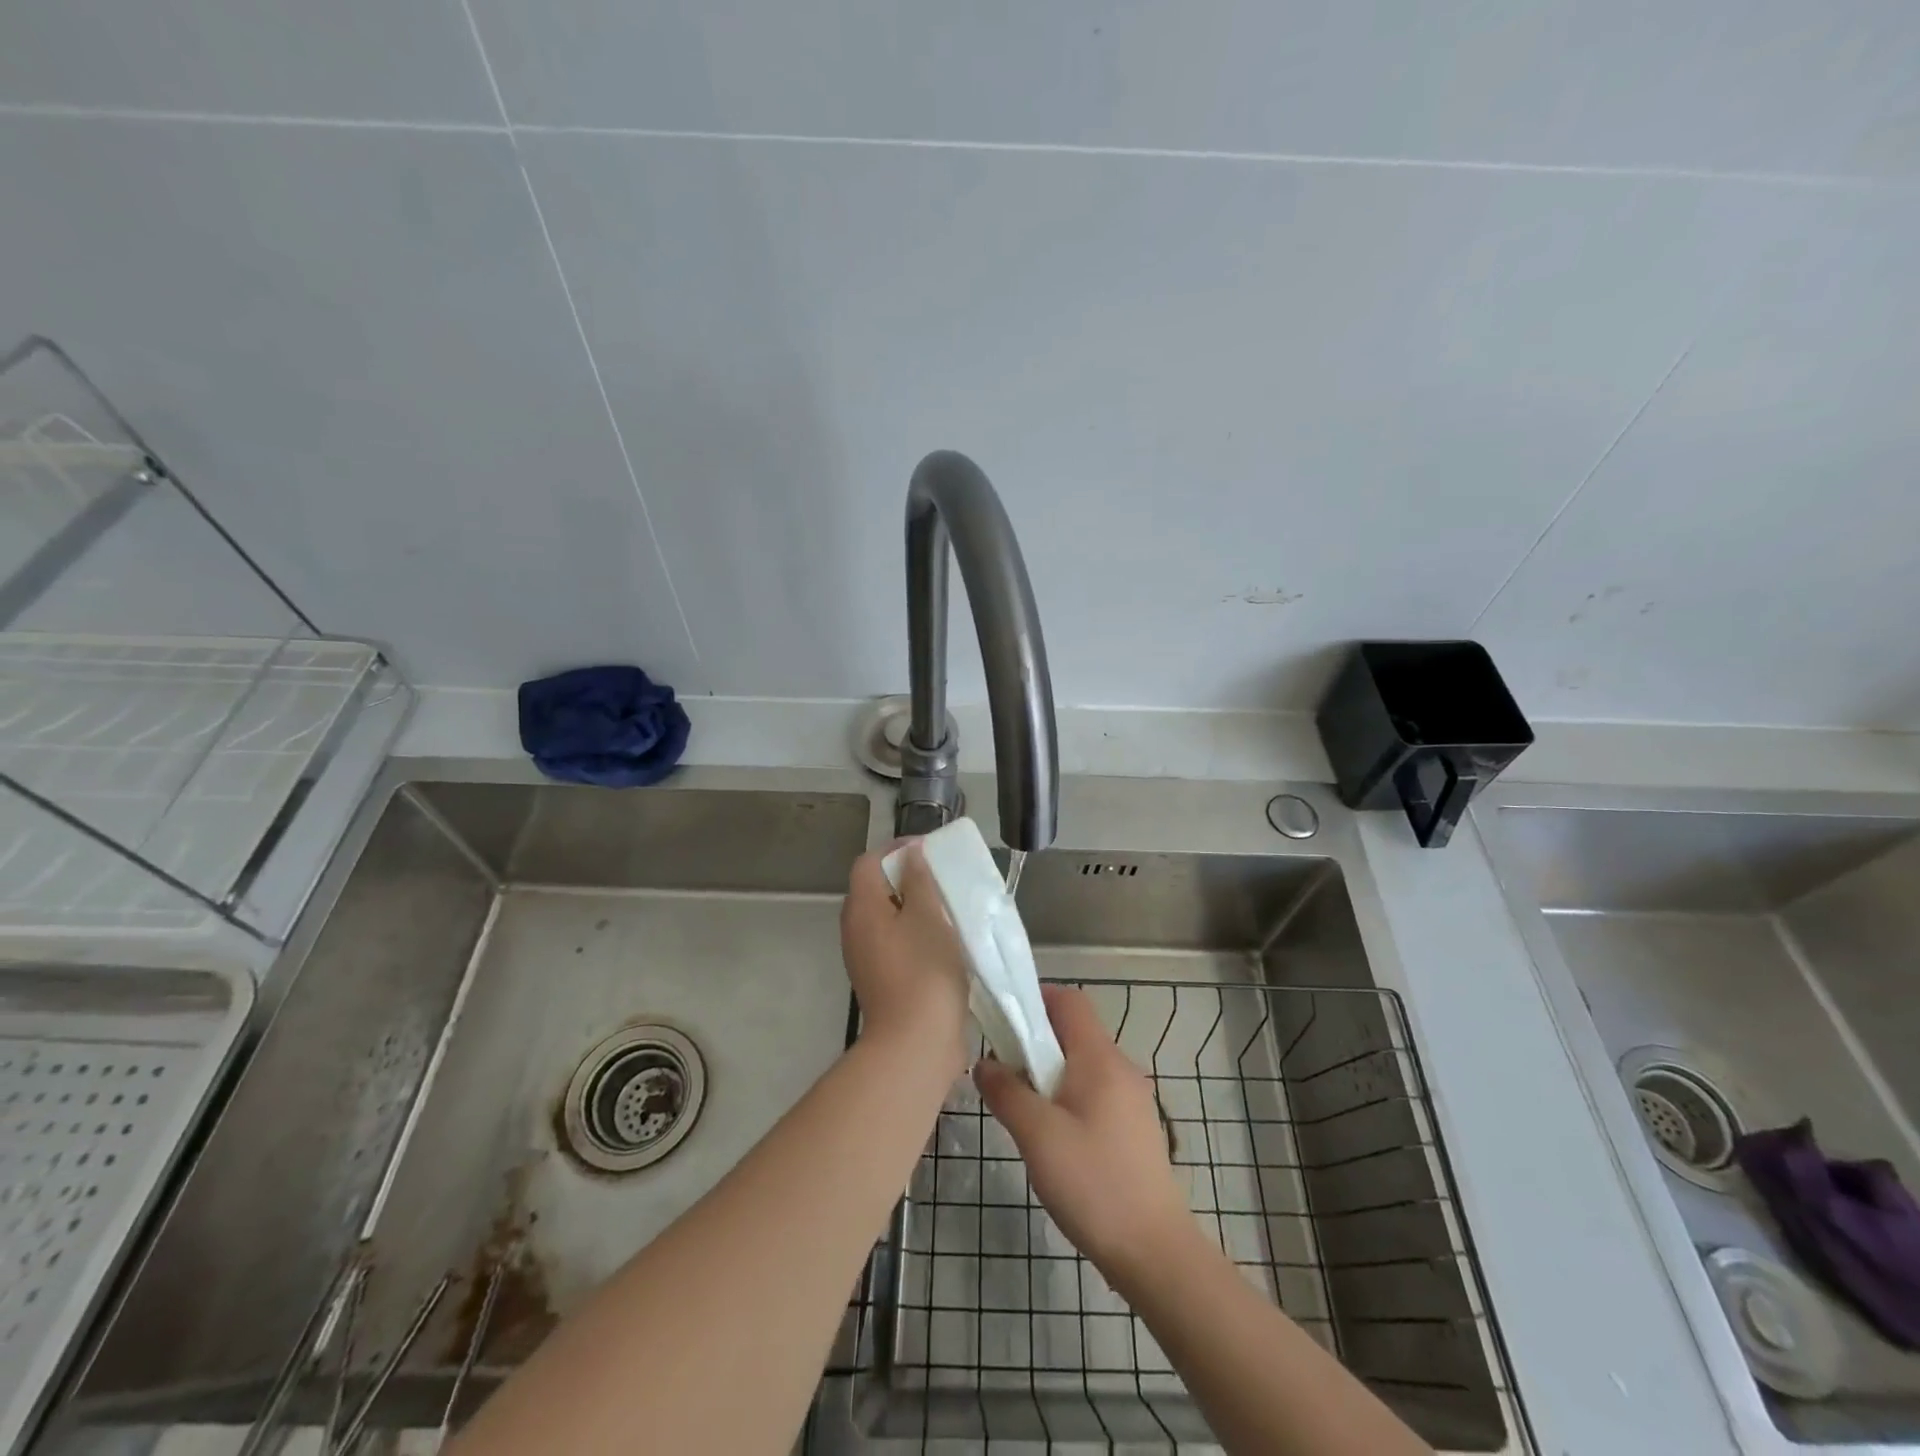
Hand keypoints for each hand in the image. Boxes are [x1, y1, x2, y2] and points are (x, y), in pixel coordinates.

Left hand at [840, 843, 970, 1077]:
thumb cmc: (924, 970)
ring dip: (916, 907)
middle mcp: (856, 929)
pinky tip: (946, 941)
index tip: (931, 851)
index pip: (869, 861)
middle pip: (876, 888)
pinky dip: (917, 933)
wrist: (915, 1044)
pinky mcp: (882, 979)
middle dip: (909, 877)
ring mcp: (866, 957)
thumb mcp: (927, 915)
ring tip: (950, 906)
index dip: (898, 849)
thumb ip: (918, 879)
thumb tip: (911, 854)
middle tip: (943, 877)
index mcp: (862, 908)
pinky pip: (897, 943)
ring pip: (889, 917)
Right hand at [974, 986, 1197, 1278]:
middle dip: (1035, 1041)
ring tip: (1020, 1106)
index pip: (1069, 1000)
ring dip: (1048, 1072)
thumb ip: (1006, 1092)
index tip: (1002, 1020)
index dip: (1034, 999)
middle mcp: (1120, 1068)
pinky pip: (1093, 1092)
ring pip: (1081, 1064)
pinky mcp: (1133, 1128)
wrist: (1154, 1251)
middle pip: (1074, 1031)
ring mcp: (1131, 1099)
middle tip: (1002, 1069)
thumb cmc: (1093, 1183)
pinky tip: (1050, 1135)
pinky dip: (1066, 1096)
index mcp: (1100, 1058)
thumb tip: (984, 1062)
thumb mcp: (1037, 1135)